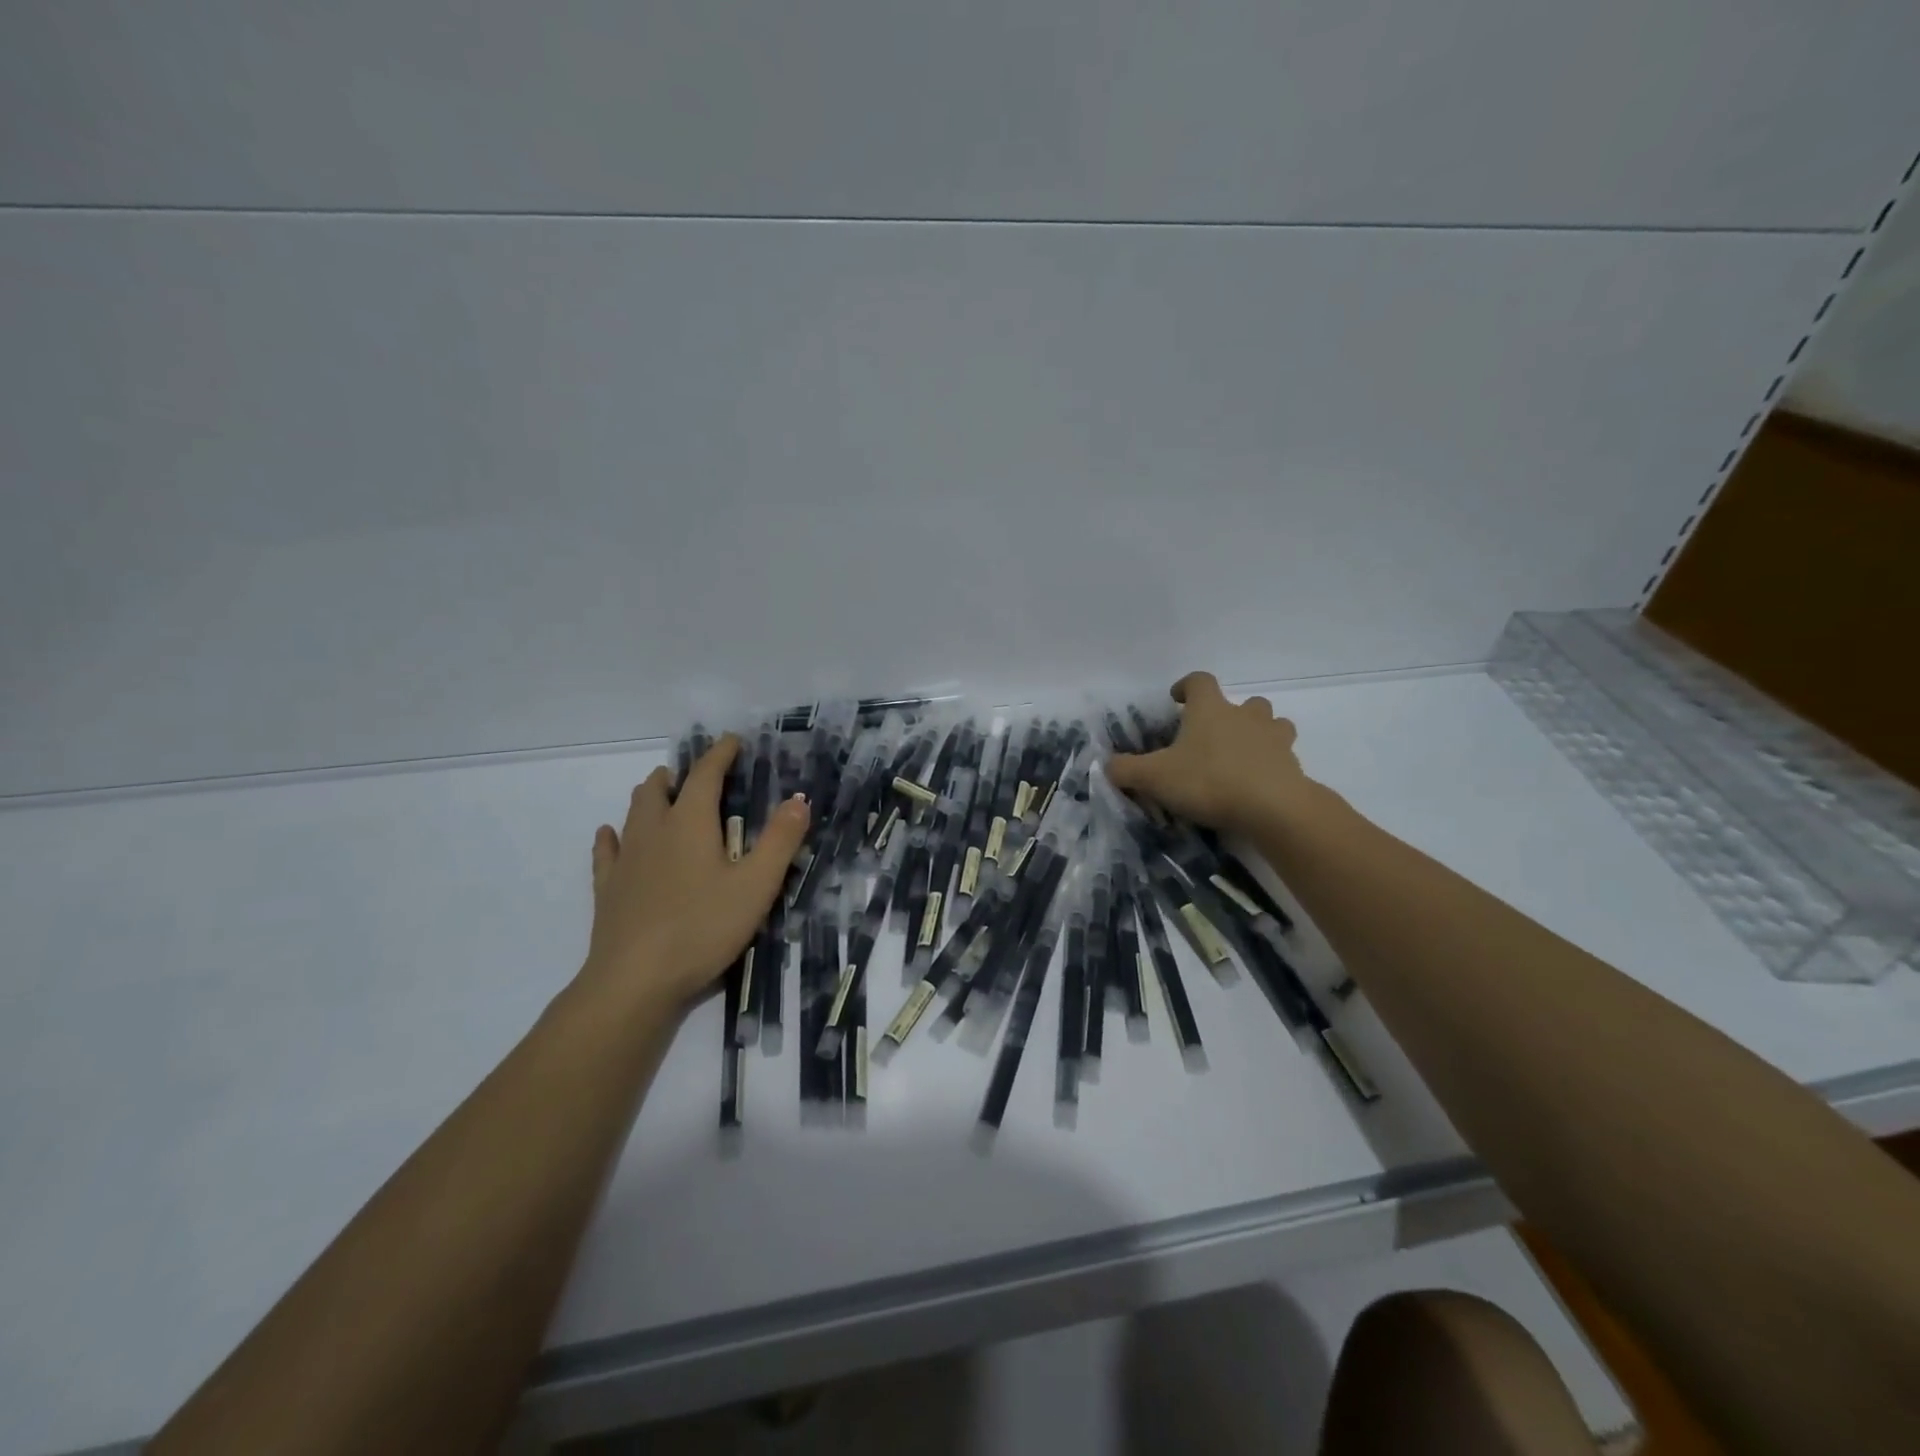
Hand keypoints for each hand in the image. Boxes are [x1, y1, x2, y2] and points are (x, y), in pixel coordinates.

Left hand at [579, 735, 808, 1013]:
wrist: (635, 980)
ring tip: (664, 795)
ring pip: (634, 811)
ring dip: (651, 796)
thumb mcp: (756, 885)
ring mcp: (626, 858)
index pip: (705, 774)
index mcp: (691, 823)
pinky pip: (607, 850)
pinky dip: (614, 836)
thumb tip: (799, 800)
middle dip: (680, 774)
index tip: (733, 741)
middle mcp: (654, 830)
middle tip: (699, 777)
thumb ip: (780, 841)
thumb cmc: (703, 927)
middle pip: (660, 787)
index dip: (720, 754)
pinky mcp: (608, 887)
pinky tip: (612, 835)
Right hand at [1106, 672, 1315, 835]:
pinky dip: (1271, 763)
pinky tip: (1257, 783)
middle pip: (1243, 701)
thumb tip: (1108, 765)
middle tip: (1211, 736)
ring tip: (1241, 755)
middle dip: (1228, 714)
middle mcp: (1244, 715)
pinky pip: (1283, 755)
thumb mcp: (1154, 778)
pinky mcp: (1292, 765)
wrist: (1272, 807)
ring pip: (1271, 723)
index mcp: (1210, 709)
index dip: (1186, 686)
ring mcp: (1273, 738)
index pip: (1199, 681)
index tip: (1176, 700)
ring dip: (1258, 733)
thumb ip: (1126, 770)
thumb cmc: (1208, 781)